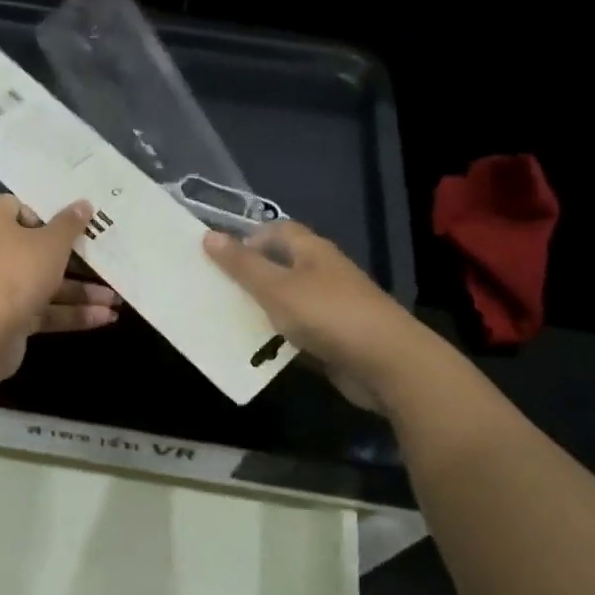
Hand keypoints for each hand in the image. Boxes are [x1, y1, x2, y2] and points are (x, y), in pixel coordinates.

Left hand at [0, 194, 119, 382]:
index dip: (51, 213)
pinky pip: (42, 309)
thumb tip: (83, 204)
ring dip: (80, 291)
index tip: (81, 221)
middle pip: (37, 248)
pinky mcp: (6, 317)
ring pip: (43, 283)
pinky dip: (70, 313)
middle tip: (108, 258)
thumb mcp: (51, 243)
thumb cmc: (17, 270)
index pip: (22, 207)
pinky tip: (104, 318)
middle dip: (75, 259)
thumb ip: (70, 224)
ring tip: (116, 299)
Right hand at [204, 222, 421, 411]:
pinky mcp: (335, 339)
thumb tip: (208, 235)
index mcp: (312, 251)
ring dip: (262, 311)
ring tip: (226, 321)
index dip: (249, 238)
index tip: (219, 257)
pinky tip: (256, 351)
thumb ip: (242, 265)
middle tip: (215, 290)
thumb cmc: (327, 314)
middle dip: (250, 277)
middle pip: (282, 266)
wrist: (386, 363)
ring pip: (288, 303)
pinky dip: (278, 339)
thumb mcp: (276, 287)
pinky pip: (298, 333)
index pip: (279, 231)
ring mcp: (332, 307)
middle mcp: (323, 273)